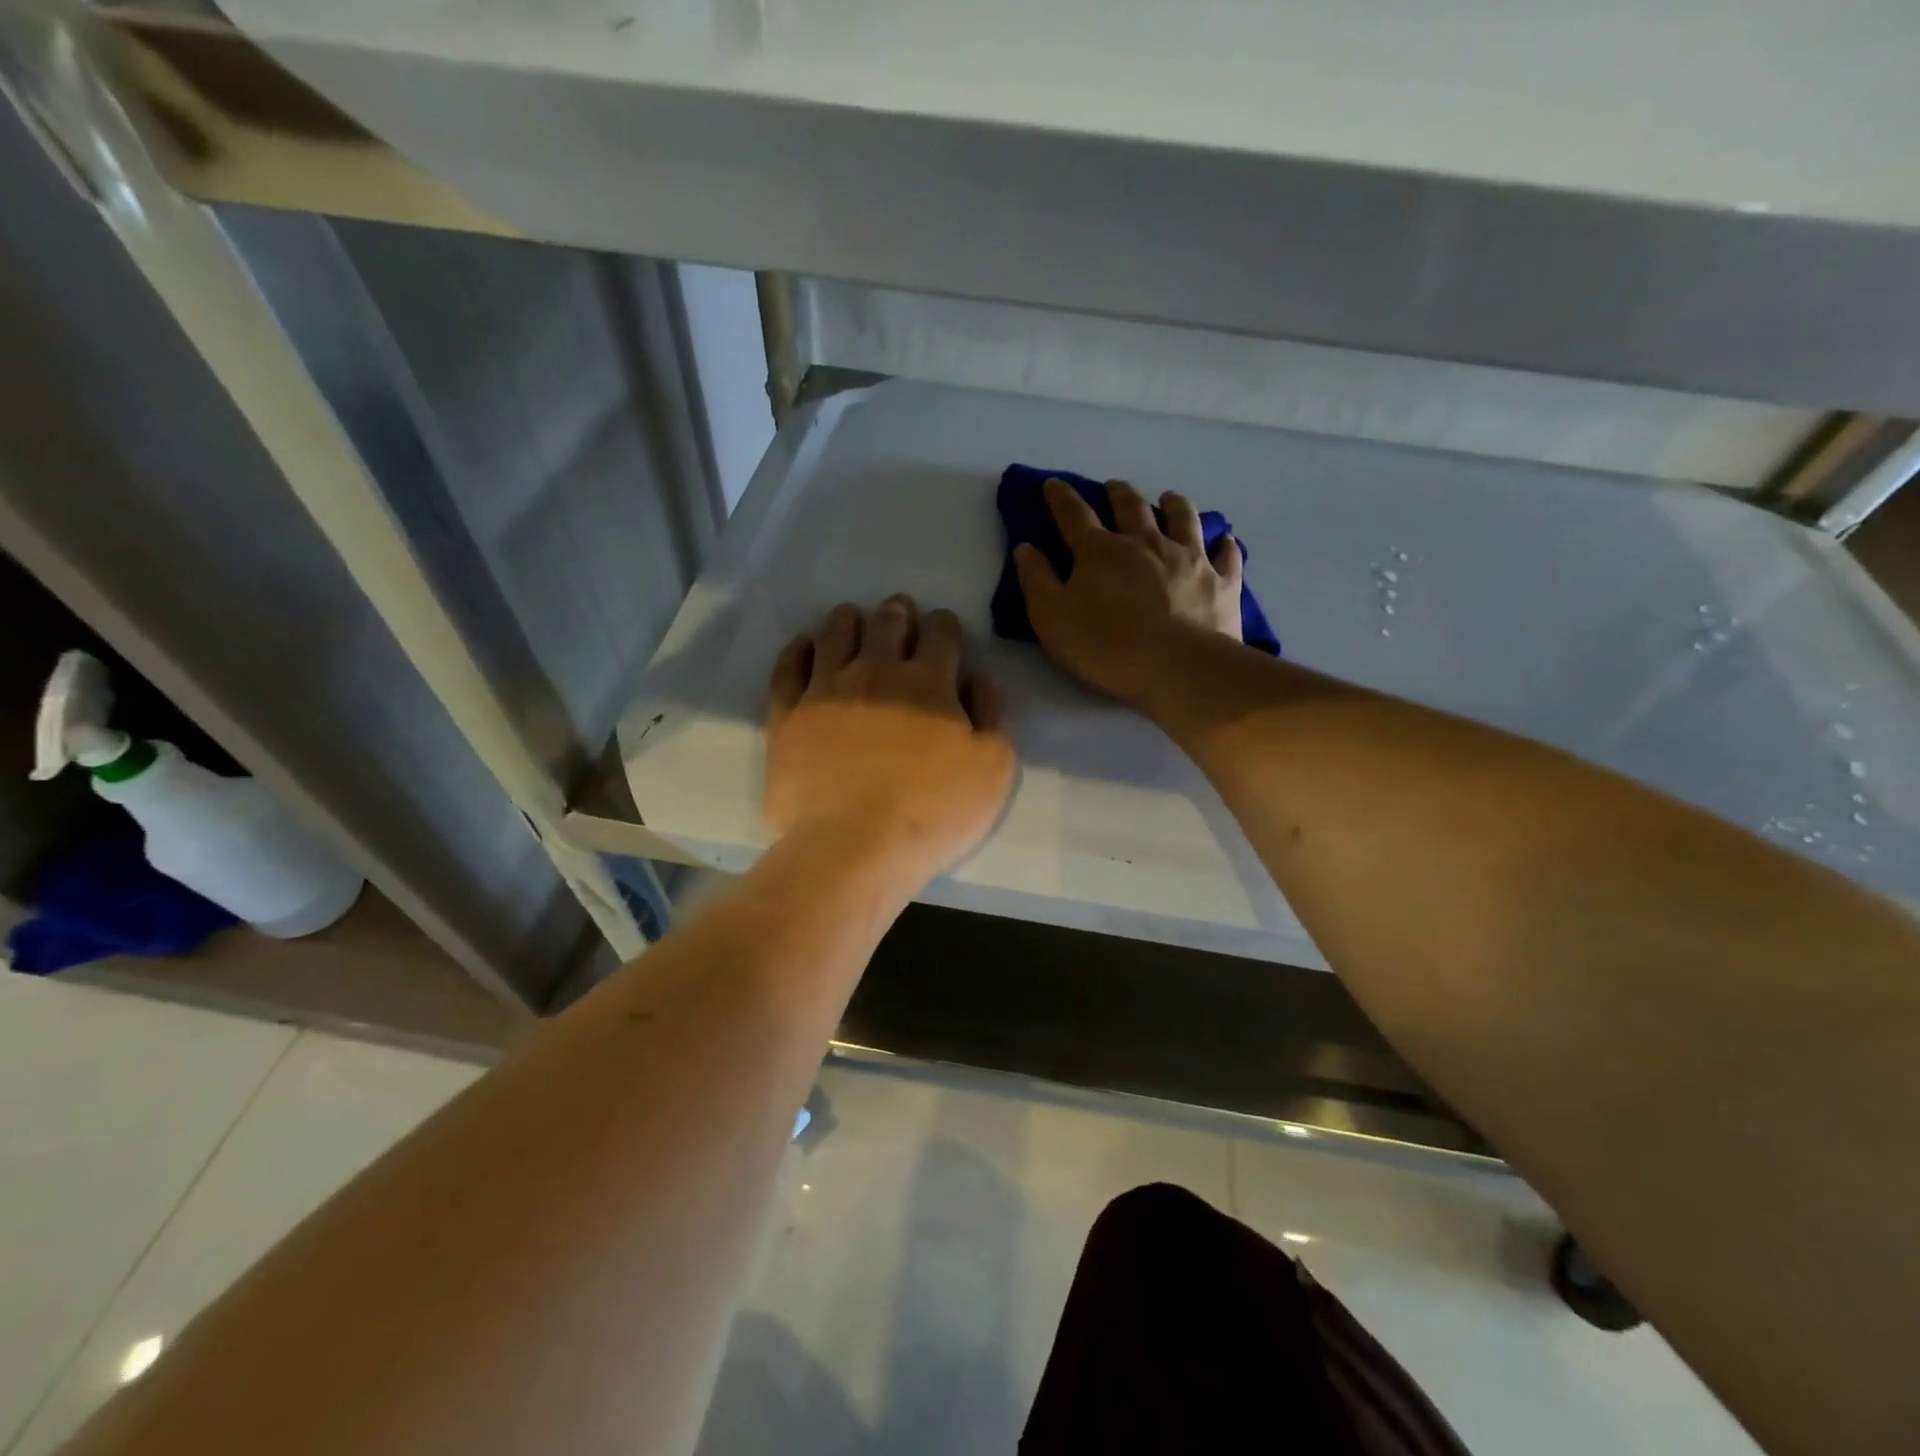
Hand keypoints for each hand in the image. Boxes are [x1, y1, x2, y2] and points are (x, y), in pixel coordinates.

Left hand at [766, 596, 1017, 882]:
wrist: (853, 847)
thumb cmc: (933, 813)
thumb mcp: (993, 769)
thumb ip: (991, 715)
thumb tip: (975, 679)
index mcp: (929, 682)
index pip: (940, 633)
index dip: (945, 625)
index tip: (944, 628)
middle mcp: (876, 672)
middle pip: (887, 624)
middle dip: (898, 613)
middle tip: (899, 612)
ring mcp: (826, 690)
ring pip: (836, 634)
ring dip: (848, 620)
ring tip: (851, 618)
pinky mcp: (788, 714)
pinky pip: (789, 667)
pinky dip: (799, 650)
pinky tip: (806, 647)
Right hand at [1014, 478, 1243, 706]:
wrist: (1178, 668)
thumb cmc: (1106, 646)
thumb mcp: (1051, 618)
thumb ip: (1036, 580)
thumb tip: (1026, 547)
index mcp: (1100, 551)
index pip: (1074, 515)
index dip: (1060, 497)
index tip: (1053, 484)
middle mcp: (1146, 542)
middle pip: (1131, 507)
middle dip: (1119, 493)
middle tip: (1114, 487)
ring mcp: (1189, 558)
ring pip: (1183, 517)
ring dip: (1174, 504)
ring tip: (1169, 498)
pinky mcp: (1221, 581)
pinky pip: (1226, 555)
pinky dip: (1224, 544)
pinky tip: (1224, 540)